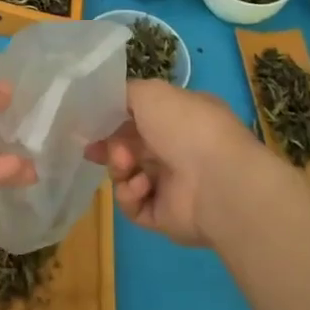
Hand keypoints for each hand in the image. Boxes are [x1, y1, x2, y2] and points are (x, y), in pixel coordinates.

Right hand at [86, 80, 261, 246]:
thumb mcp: (151, 92)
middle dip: (110, 147)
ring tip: (126, 166)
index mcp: (182, 118)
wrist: (217, 181)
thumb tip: (111, 105)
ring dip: (119, 169)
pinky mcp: (165, 216)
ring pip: (128, 176)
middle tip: (94, 150)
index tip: (92, 124)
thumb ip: (125, 93)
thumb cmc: (185, 126)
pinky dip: (130, 195)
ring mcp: (174, 185)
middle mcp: (180, 150)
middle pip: (131, 148)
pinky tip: (141, 187)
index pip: (142, 117)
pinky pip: (134, 205)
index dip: (114, 120)